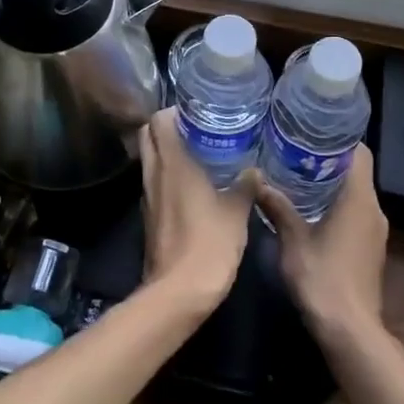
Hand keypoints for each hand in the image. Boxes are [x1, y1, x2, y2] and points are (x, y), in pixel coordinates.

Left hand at [137, 109, 257, 315]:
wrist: (179, 293)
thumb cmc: (209, 244)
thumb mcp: (237, 211)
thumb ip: (246, 186)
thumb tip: (254, 171)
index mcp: (173, 164)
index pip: (159, 121)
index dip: (174, 111)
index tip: (197, 110)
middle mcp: (154, 175)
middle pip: (148, 137)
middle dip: (166, 127)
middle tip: (196, 127)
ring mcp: (148, 198)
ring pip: (150, 161)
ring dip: (167, 151)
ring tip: (199, 151)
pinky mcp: (150, 218)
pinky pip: (155, 184)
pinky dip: (168, 175)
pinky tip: (193, 184)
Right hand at [254, 144, 388, 348]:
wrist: (351, 332)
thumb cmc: (323, 279)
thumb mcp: (293, 242)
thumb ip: (278, 208)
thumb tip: (258, 180)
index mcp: (359, 199)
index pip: (360, 153)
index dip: (340, 139)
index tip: (314, 133)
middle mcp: (374, 210)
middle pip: (357, 172)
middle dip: (330, 161)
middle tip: (297, 153)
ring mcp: (376, 231)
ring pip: (357, 195)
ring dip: (333, 185)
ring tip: (300, 178)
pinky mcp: (371, 248)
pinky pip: (357, 214)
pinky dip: (338, 206)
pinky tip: (312, 212)